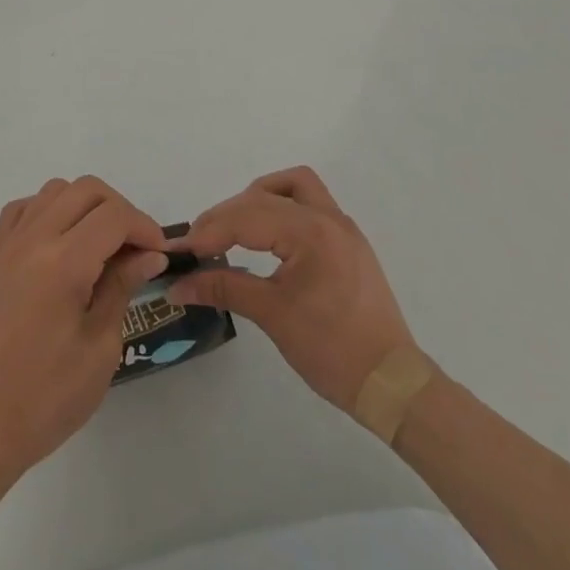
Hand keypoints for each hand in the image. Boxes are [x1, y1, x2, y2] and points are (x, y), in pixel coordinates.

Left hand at [0, 177, 167, 482]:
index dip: (144, 227)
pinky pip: (23, 209)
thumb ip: (122, 287)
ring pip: (54, 191)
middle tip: (135, 249)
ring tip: (100, 246)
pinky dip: (49, 212)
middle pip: (85, 189)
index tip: (160, 255)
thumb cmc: (48, 397)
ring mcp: (7, 245)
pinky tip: (61, 244)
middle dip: (119, 210)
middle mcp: (32, 240)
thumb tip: (148, 255)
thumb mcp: (100, 347)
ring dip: (85, 206)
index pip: (113, 216)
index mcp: (62, 263)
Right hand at [167, 166, 416, 412]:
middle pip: (265, 195)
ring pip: (294, 186)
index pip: (247, 217)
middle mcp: (327, 217)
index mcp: (310, 231)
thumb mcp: (272, 315)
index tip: (180, 250)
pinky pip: (310, 205)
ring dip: (259, 198)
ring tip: (234, 227)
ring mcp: (341, 227)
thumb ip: (223, 288)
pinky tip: (267, 237)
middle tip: (201, 244)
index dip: (209, 231)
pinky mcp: (348, 242)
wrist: (391, 383)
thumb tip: (179, 285)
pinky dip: (282, 209)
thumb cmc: (331, 349)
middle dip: (228, 215)